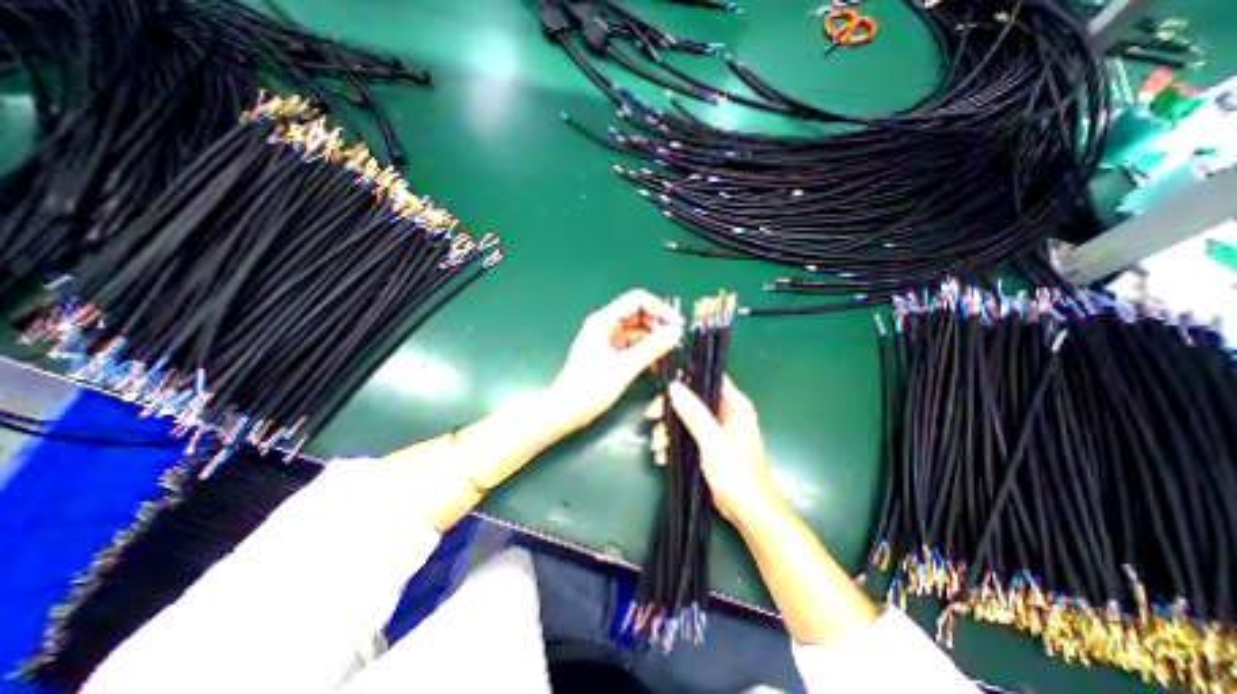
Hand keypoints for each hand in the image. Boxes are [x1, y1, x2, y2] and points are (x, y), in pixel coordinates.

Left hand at [550, 288, 684, 431]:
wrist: (566, 412)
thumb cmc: (589, 388)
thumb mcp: (624, 367)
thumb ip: (651, 348)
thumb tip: (675, 332)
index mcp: (604, 321)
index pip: (637, 300)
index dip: (659, 308)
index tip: (677, 324)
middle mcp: (606, 325)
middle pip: (639, 315)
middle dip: (659, 325)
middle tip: (677, 341)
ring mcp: (608, 340)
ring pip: (638, 331)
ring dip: (655, 340)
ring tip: (670, 353)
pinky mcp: (611, 354)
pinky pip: (633, 346)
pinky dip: (646, 351)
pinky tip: (658, 364)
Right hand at [662, 378, 776, 522]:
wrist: (749, 513)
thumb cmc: (737, 475)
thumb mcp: (713, 442)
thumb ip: (695, 414)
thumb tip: (674, 387)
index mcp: (735, 405)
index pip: (709, 378)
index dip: (686, 376)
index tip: (663, 384)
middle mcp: (726, 412)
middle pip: (692, 398)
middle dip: (670, 409)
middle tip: (652, 417)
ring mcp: (716, 428)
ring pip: (685, 417)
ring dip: (668, 429)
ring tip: (656, 446)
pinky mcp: (708, 444)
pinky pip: (686, 434)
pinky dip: (673, 443)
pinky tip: (662, 456)